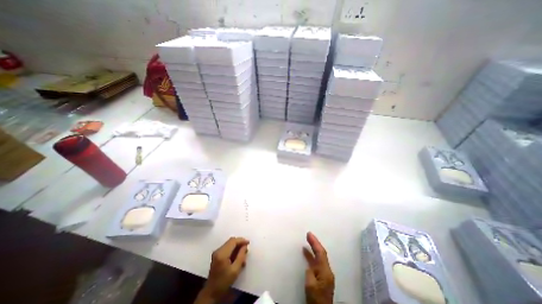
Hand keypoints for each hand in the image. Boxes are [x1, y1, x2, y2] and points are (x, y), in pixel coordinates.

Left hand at [198, 237, 250, 303]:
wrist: (211, 293)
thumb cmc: (224, 282)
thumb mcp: (235, 270)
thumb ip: (241, 256)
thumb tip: (245, 246)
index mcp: (222, 254)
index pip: (233, 241)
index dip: (241, 240)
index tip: (248, 243)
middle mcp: (218, 250)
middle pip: (231, 241)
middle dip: (239, 243)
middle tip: (246, 249)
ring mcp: (216, 252)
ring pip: (229, 244)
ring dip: (236, 247)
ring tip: (242, 255)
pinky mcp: (216, 255)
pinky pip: (227, 248)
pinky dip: (233, 250)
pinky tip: (237, 257)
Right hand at [303, 232, 332, 303]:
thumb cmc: (316, 299)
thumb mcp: (311, 286)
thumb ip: (310, 272)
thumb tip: (309, 265)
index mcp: (325, 271)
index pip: (321, 253)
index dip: (315, 242)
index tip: (309, 234)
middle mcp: (327, 271)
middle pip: (321, 253)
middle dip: (315, 243)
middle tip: (308, 234)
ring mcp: (325, 274)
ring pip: (319, 257)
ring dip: (313, 248)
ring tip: (307, 240)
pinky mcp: (321, 278)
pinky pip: (316, 262)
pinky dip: (311, 256)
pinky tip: (306, 253)